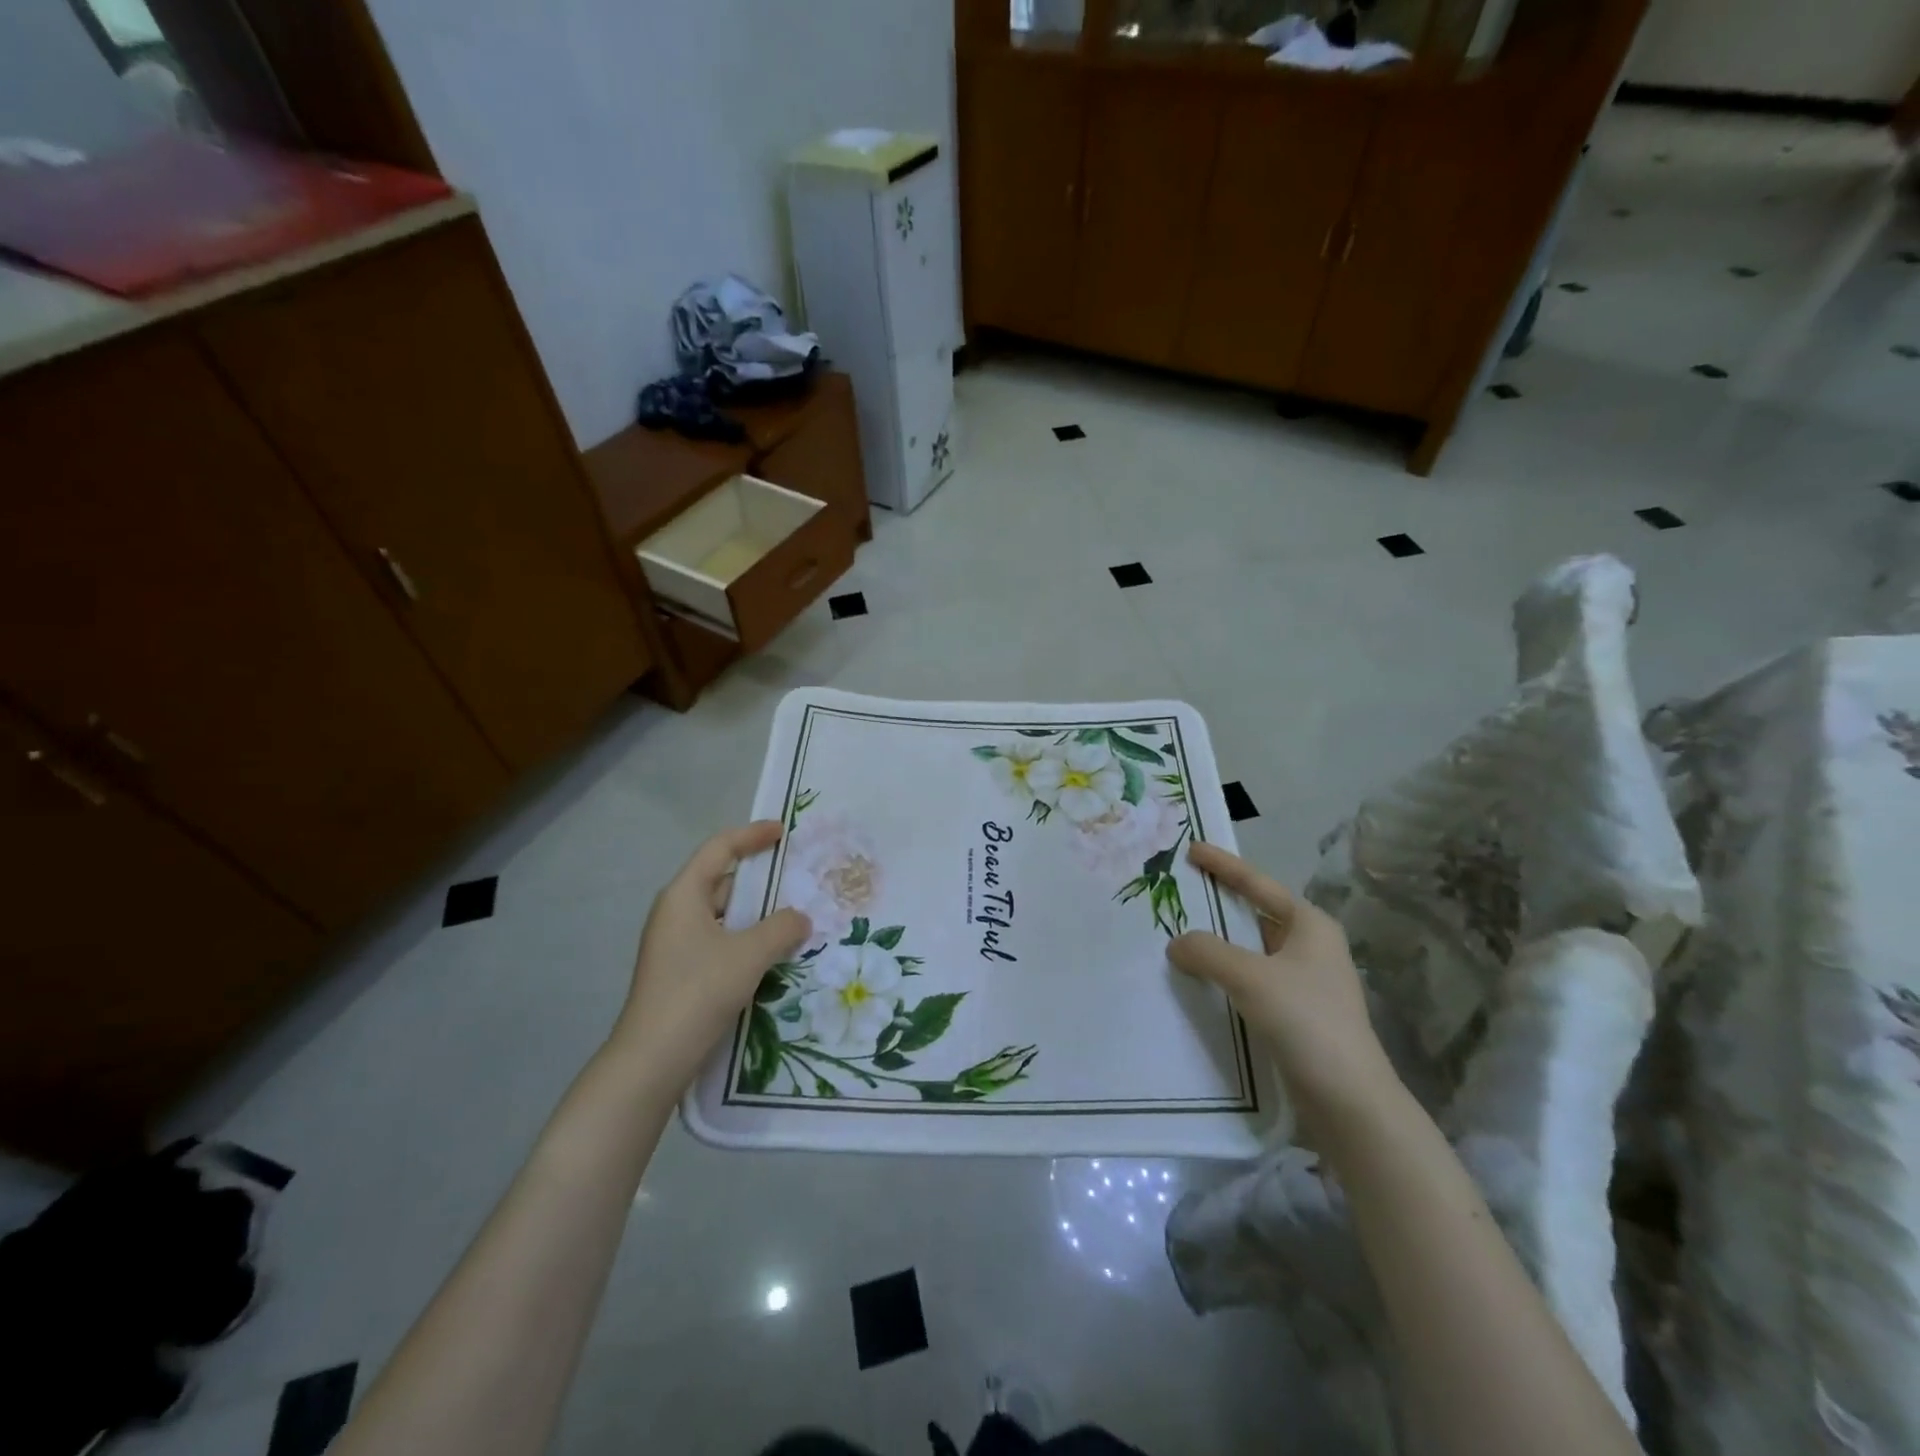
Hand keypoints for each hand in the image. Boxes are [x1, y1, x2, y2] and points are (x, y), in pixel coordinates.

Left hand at [611, 822, 810, 1089]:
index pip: (719, 849)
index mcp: (683, 895)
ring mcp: (675, 944)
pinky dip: (746, 939)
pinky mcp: (681, 972)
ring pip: (723, 915)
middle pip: (722, 881)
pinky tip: (772, 955)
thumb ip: (782, 928)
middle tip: (798, 881)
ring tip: (793, 919)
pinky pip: (720, 941)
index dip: (752, 835)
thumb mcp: (749, 954)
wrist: (653, 1058)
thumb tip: (800, 917)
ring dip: (756, 915)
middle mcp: (675, 913)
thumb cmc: (698, 991)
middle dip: (760, 880)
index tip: (782, 831)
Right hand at [1169, 842, 1396, 1125]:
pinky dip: (1226, 973)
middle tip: (1181, 890)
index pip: (1258, 883)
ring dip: (1220, 942)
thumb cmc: (1306, 1021)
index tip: (1192, 849)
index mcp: (1310, 925)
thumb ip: (1207, 951)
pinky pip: (1252, 979)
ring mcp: (1306, 981)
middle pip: (1255, 913)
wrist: (1349, 1099)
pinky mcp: (1297, 1013)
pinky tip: (1201, 979)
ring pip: (1252, 949)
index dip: (1224, 865)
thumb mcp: (1250, 977)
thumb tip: (1177, 943)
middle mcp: (1311, 947)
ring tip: (1180, 933)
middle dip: (1219, 902)